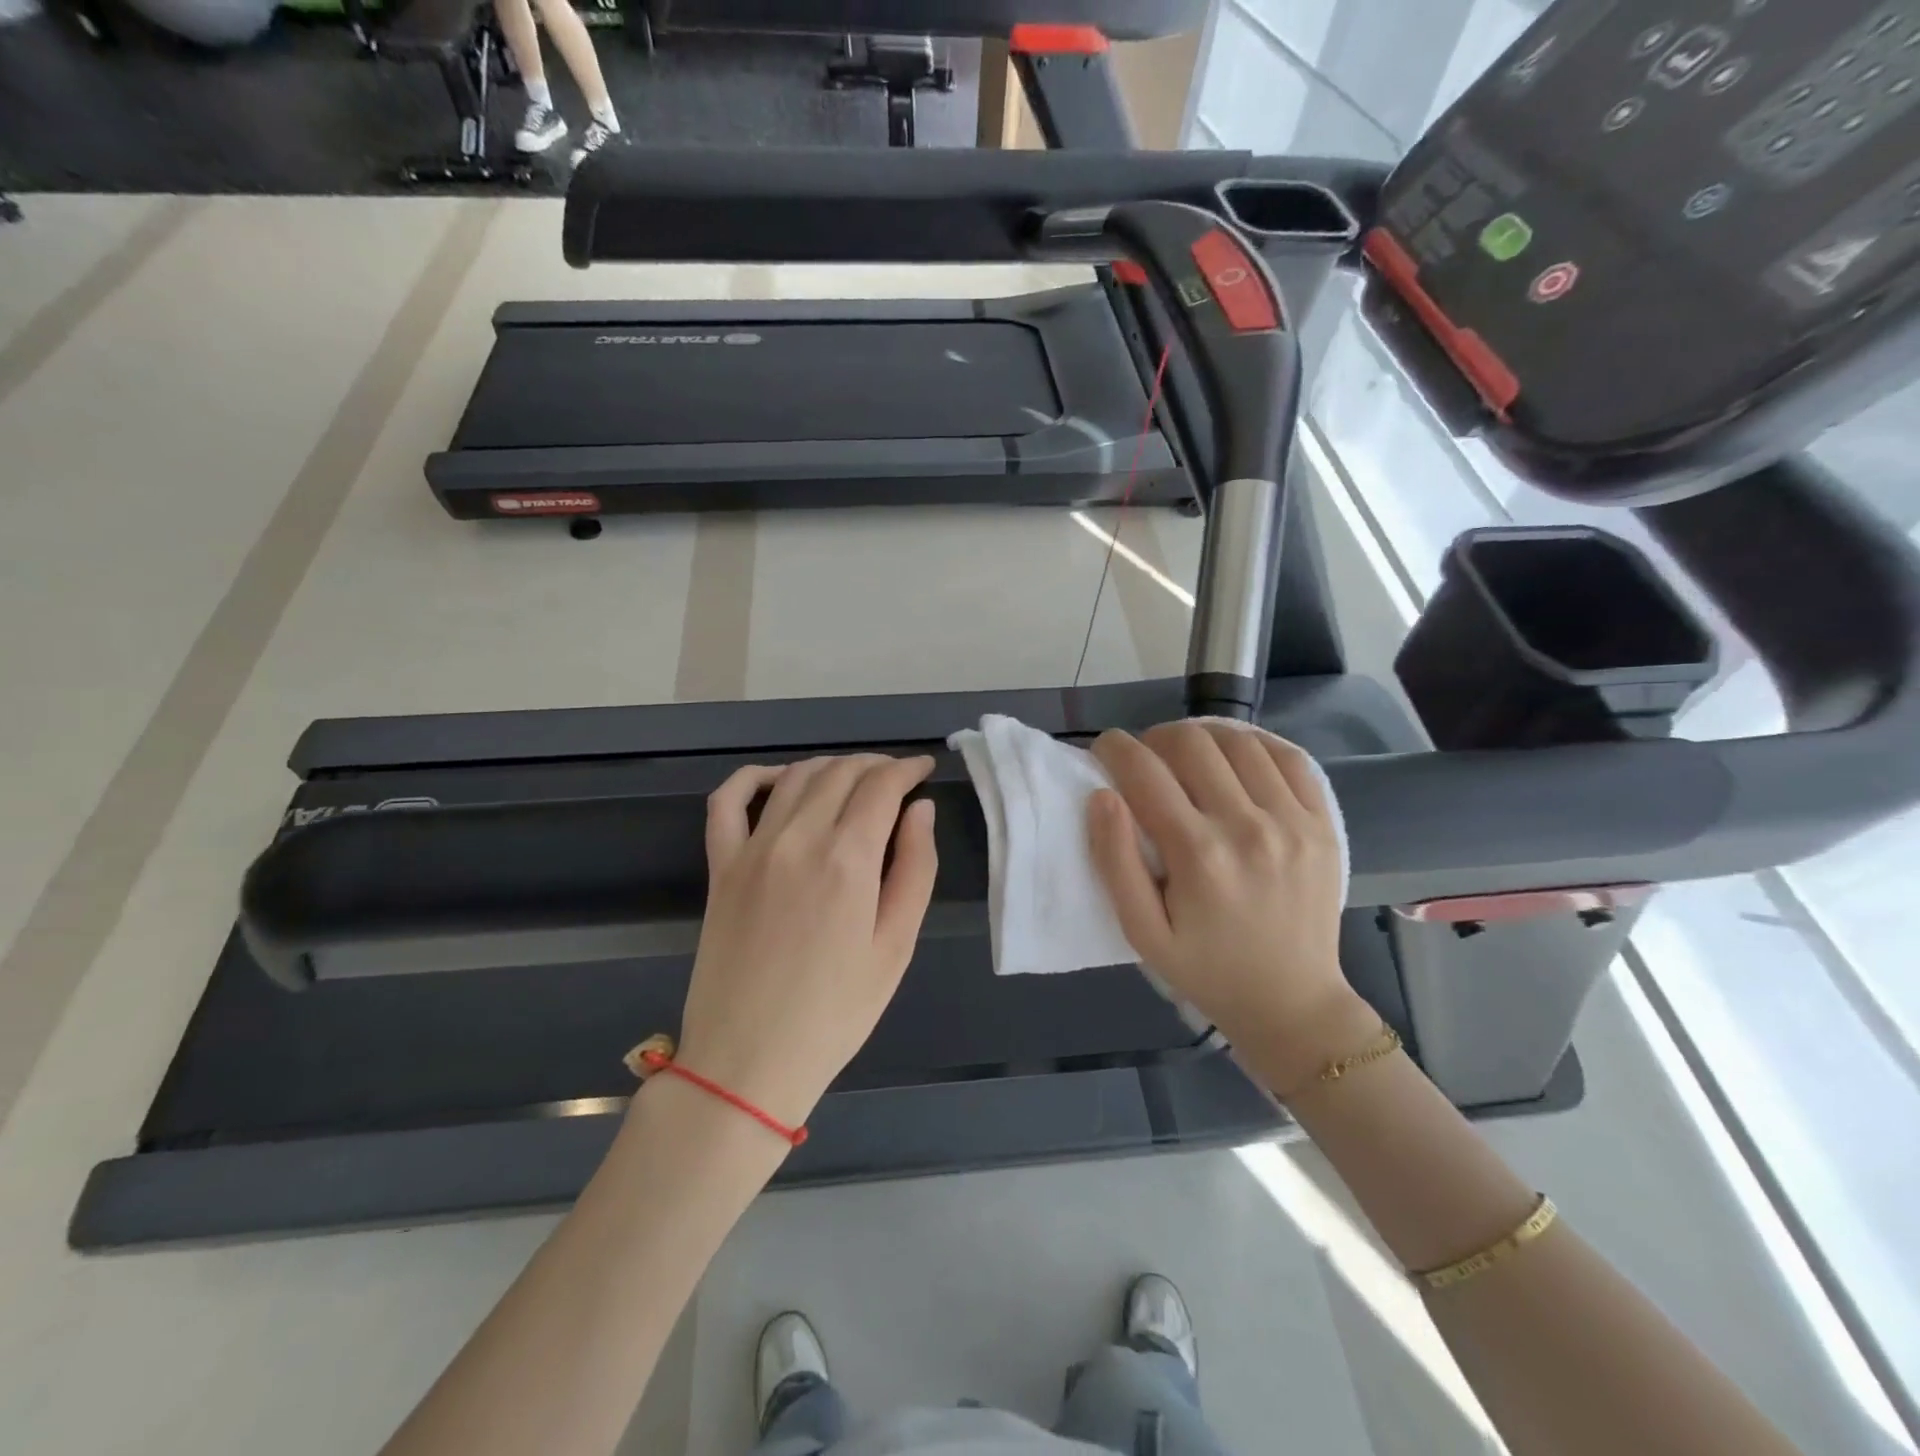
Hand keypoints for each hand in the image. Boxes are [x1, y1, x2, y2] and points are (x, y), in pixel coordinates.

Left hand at [675, 754, 938, 1130]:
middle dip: (875, 765)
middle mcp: (798, 838)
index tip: (923, 769)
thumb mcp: (896, 946)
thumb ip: (916, 868)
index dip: (907, 769)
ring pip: (795, 777)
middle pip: (841, 773)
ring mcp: (752, 849)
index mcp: (848, 859)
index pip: (882, 786)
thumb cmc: (837, 1012)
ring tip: (853, 779)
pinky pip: (727, 801)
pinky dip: (753, 778)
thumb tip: (921, 810)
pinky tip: (777, 780)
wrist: (749, 1062)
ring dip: (830, 767)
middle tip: (896, 778)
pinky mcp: (720, 866)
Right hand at [1088, 722, 1366, 1087]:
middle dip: (1154, 738)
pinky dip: (1254, 745)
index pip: (1144, 771)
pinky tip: (1234, 757)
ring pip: (1238, 741)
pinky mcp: (1322, 823)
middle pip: (1191, 743)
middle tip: (1144, 760)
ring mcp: (1293, 821)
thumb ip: (1115, 862)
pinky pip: (1288, 757)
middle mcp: (1247, 827)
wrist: (1292, 1002)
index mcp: (1198, 855)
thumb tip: (1102, 797)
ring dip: (1201, 738)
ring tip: (1186, 757)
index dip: (1114, 749)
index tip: (1105, 750)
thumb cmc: (1206, 969)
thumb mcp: (1142, 932)